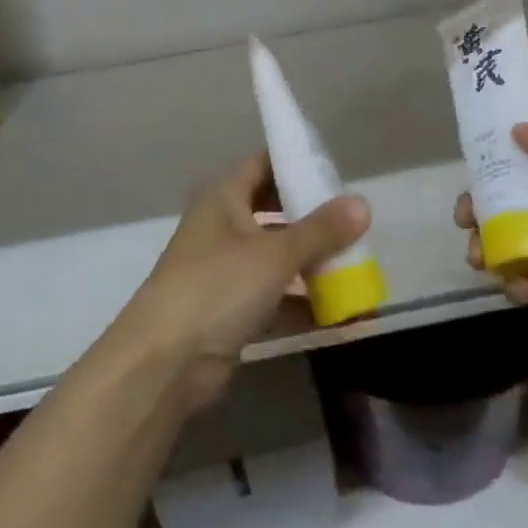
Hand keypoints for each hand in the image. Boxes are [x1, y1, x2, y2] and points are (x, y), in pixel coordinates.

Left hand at [115, 152, 371, 412]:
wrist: (164, 362)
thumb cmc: (218, 287)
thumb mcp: (275, 254)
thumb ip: (321, 230)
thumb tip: (363, 204)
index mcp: (224, 197)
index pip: (265, 164)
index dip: (298, 164)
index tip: (337, 174)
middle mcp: (222, 226)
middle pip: (274, 210)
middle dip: (312, 219)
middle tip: (353, 224)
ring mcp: (224, 269)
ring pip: (276, 256)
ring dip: (311, 263)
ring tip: (356, 267)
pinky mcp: (229, 309)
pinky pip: (273, 296)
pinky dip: (301, 302)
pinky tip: (339, 313)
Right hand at [456, 117, 527, 371]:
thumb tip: (516, 129)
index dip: (499, 164)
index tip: (472, 172)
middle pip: (515, 204)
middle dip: (484, 210)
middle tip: (466, 221)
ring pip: (517, 243)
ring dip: (492, 249)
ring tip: (481, 260)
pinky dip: (517, 285)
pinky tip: (519, 289)